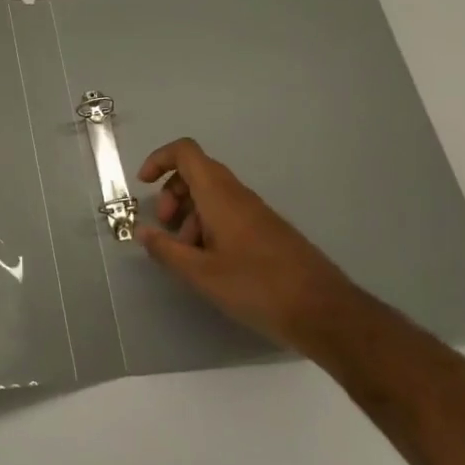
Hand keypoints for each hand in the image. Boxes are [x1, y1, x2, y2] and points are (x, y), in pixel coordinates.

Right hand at [135, 137, 351, 347]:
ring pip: (212, 196)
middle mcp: (238, 195)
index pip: (186, 152)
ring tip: (186, 254)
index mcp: (220, 195)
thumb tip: (142, 231)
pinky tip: (210, 263)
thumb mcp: (201, 273)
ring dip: (190, 215)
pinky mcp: (267, 231)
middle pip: (196, 173)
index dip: (159, 160)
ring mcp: (256, 212)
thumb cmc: (256, 287)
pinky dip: (209, 227)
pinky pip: (228, 213)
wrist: (323, 311)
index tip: (143, 186)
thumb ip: (167, 250)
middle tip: (165, 227)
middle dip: (171, 194)